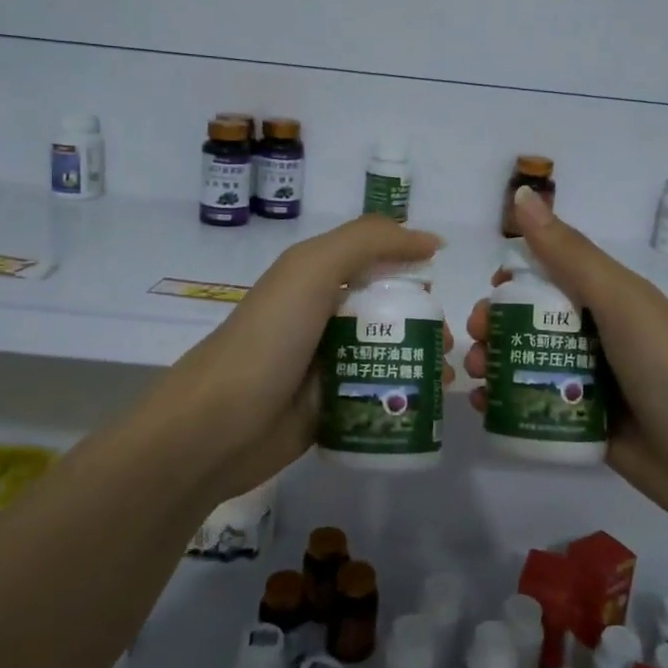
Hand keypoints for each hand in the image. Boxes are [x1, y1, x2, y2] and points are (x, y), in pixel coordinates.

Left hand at [136, 216, 453, 506]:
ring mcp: (328, 364)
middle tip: (448, 340)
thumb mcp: (311, 269)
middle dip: (425, 319)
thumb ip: (368, 241)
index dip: (410, 264)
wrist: (218, 427)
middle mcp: (324, 316)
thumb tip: (430, 241)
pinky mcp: (332, 407)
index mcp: (316, 278)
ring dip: (423, 359)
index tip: (444, 279)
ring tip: (446, 377)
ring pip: (388, 353)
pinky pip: (378, 394)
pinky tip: (430, 405)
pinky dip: (406, 395)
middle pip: (388, 309)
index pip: (375, 259)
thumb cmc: (269, 339)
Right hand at [464, 189, 667, 527]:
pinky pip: (535, 405)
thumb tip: (522, 194)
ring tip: (476, 375)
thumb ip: (568, 252)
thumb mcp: (618, 299)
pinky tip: (482, 407)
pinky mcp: (583, 423)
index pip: (550, 276)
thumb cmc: (665, 365)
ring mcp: (590, 382)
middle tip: (474, 338)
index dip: (515, 280)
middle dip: (495, 325)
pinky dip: (505, 402)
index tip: (491, 293)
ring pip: (528, 363)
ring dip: (494, 362)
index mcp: (608, 298)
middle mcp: (597, 335)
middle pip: (532, 321)